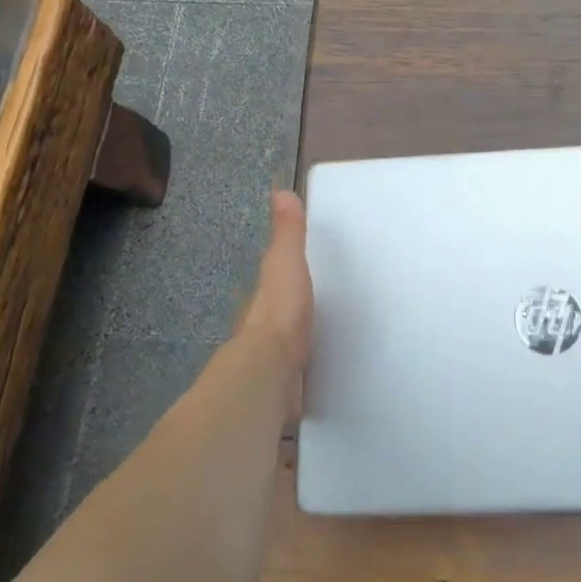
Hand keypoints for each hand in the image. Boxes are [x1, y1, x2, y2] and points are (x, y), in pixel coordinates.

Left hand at [234, 190, 312, 410]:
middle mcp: (261, 331)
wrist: (272, 370)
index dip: (281, 282)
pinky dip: (304, 379)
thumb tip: (280, 192)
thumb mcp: (286, 261)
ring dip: (295, 351)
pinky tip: (318, 382)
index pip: (271, 286)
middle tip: (313, 316)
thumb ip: (287, 233)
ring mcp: (271, 363)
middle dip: (289, 319)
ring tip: (320, 350)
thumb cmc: (281, 310)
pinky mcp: (284, 390)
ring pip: (283, 352)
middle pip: (276, 321)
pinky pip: (295, 379)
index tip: (298, 282)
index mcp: (264, 299)